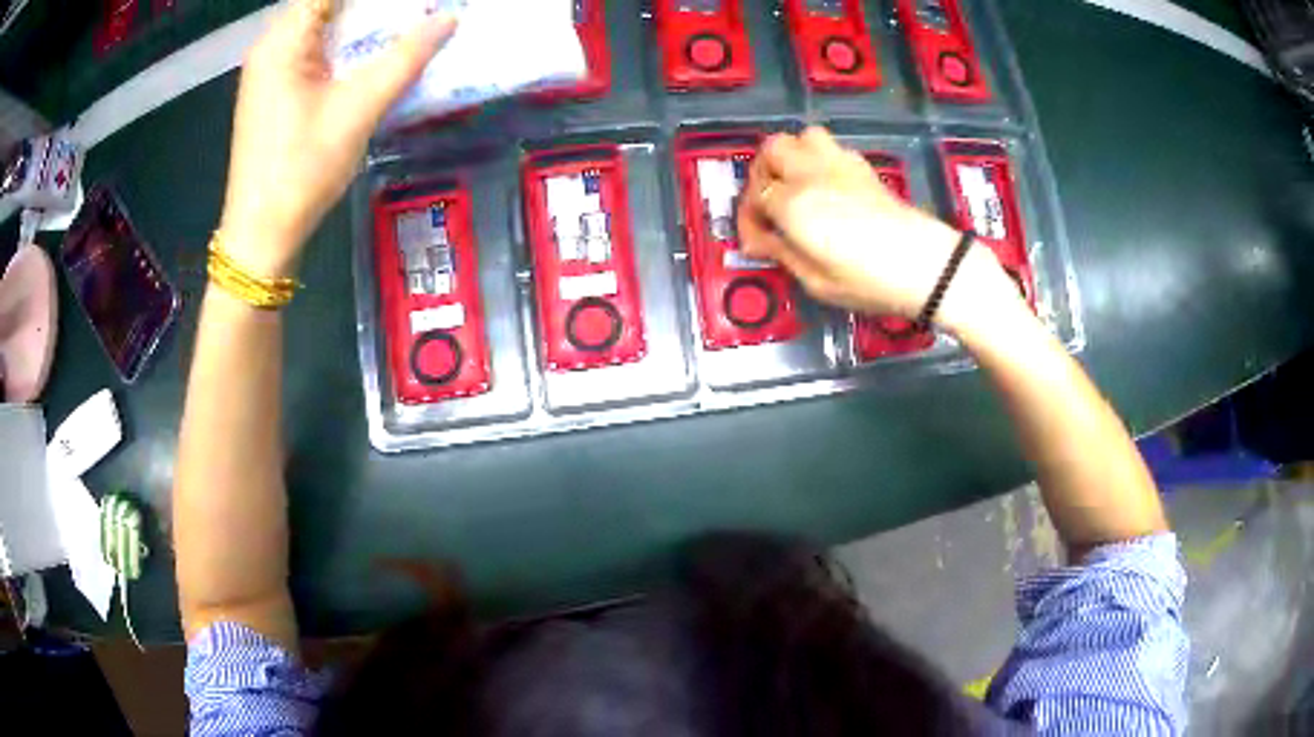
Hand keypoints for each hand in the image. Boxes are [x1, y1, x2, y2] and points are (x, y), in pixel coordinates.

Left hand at [218, 0, 455, 276]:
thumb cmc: (302, 169)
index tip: (407, 3)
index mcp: (283, 41)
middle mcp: (271, 46)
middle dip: (370, 8)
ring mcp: (270, 70)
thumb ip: (406, 58)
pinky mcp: (275, 90)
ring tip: (403, 24)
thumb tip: (449, 18)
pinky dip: (346, 44)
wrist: (262, 233)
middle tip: (414, 11)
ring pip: (322, 26)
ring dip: (360, 23)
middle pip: (326, 5)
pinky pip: (314, 50)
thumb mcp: (359, 109)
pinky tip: (374, 52)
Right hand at [737, 127, 1019, 329]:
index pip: (754, 197)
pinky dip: (817, 158)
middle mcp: (810, 173)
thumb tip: (760, 239)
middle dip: (761, 174)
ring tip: (795, 185)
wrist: (927, 266)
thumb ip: (782, 253)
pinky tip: (826, 186)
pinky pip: (829, 146)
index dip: (749, 220)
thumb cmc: (869, 281)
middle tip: (769, 204)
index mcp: (793, 203)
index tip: (757, 242)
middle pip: (771, 150)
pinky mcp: (862, 167)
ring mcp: (839, 164)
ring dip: (790, 156)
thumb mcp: (816, 282)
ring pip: (801, 137)